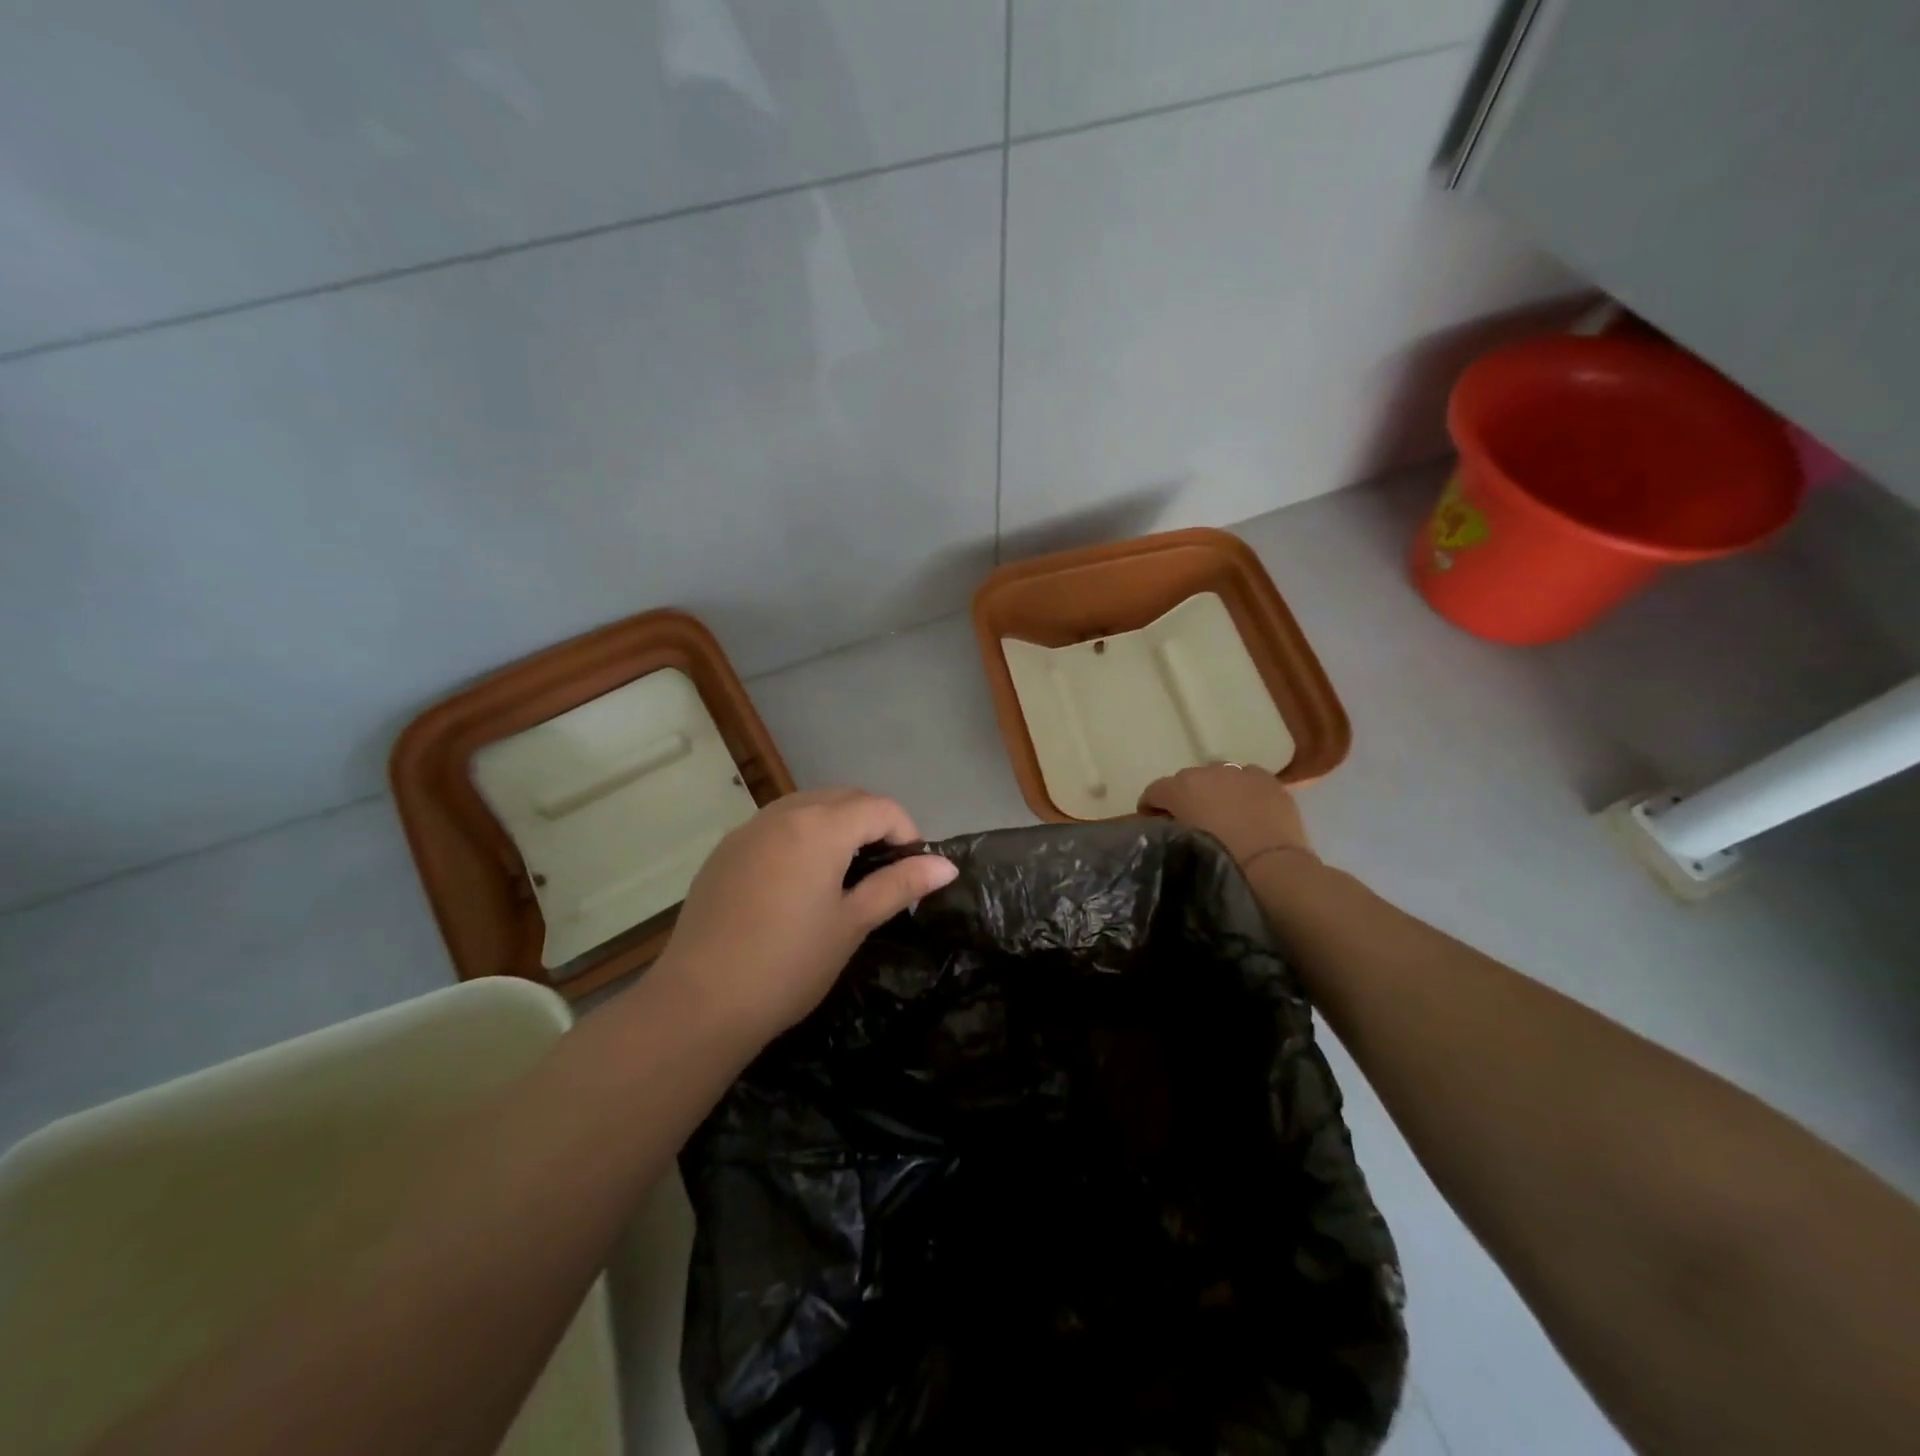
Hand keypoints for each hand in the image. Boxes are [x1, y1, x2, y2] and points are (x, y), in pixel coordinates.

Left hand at [655, 788, 957, 1038]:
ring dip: (836, 825)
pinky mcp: (725, 851)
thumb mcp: (852, 924)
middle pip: (844, 798)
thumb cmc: (789, 964)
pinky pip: (776, 826)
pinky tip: (798, 882)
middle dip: (873, 823)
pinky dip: (801, 836)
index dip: (907, 832)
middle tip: (884, 870)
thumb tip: (946, 865)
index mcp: (820, 827)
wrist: (700, 1002)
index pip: (880, 807)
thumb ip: (899, 885)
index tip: (913, 870)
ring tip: (845, 873)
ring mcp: (748, 829)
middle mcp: (783, 814)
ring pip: (807, 806)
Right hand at [1138, 765, 1317, 870]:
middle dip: (1185, 798)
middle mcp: (1206, 771)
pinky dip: (1242, 790)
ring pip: (1218, 776)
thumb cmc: (1219, 860)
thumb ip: (1168, 828)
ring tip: (1223, 815)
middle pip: (1186, 780)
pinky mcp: (1267, 779)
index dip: (1150, 808)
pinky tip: (1249, 809)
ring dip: (1214, 790)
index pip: (1154, 791)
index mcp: (1180, 788)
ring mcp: (1239, 772)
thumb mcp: (1180, 845)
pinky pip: (1246, 778)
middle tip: (1191, 822)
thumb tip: (1167, 823)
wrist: (1271, 867)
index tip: (1155, 826)